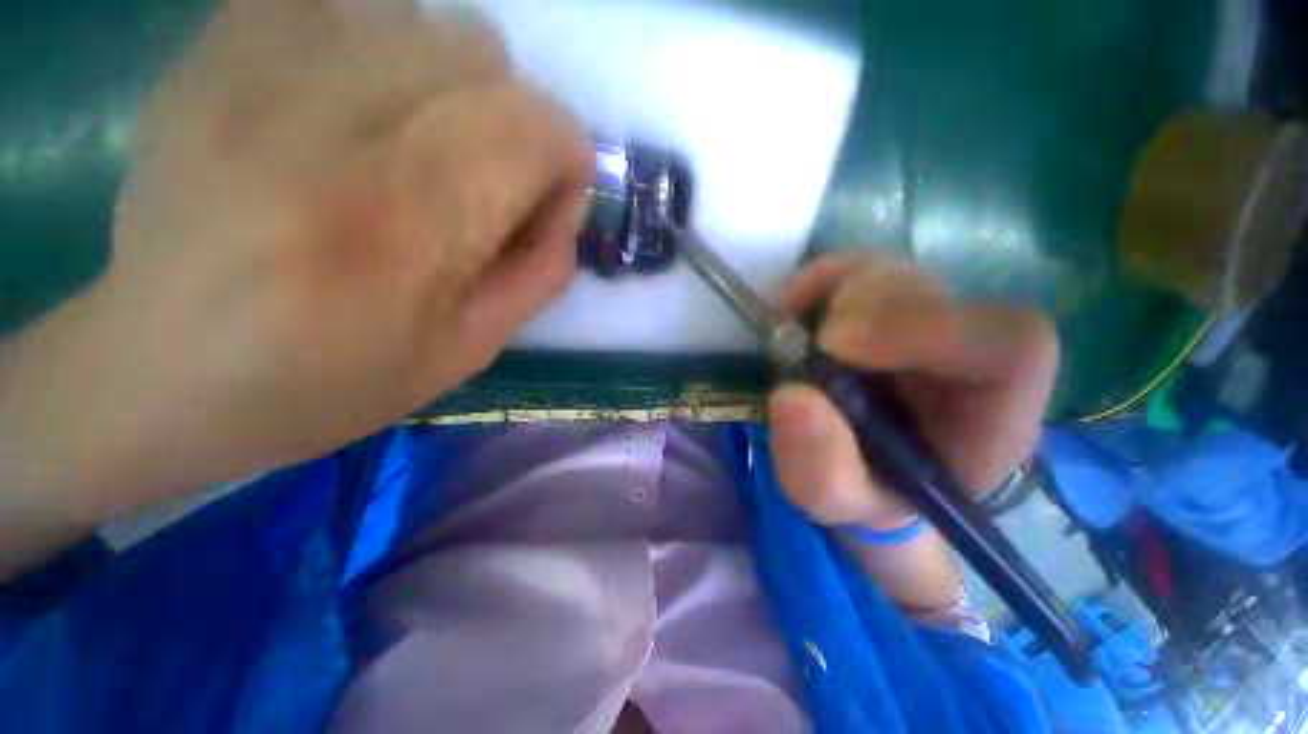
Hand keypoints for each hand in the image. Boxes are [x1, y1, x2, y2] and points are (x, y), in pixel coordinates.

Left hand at [1, 0, 591, 517]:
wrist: (163, 371)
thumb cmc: (331, 380)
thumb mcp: (471, 348)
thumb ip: (541, 273)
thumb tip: (567, 206)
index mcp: (408, 220)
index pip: (538, 128)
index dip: (568, 162)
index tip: (548, 205)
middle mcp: (335, 118)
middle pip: (486, 54)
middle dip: (516, 122)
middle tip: (484, 182)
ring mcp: (261, 63)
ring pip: (424, 16)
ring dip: (451, 82)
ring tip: (416, 145)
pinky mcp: (218, 45)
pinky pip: (343, 0)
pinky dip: (378, 43)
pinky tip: (352, 105)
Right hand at [768, 255, 1058, 530]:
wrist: (865, 465)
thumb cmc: (866, 488)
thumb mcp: (839, 500)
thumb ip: (821, 469)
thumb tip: (793, 396)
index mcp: (992, 413)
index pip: (1010, 345)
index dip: (924, 329)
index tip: (834, 345)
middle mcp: (967, 352)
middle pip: (934, 295)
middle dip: (859, 312)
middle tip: (805, 346)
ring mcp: (925, 317)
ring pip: (891, 273)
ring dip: (830, 297)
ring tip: (792, 336)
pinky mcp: (884, 301)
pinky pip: (855, 268)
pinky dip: (816, 281)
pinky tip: (792, 308)